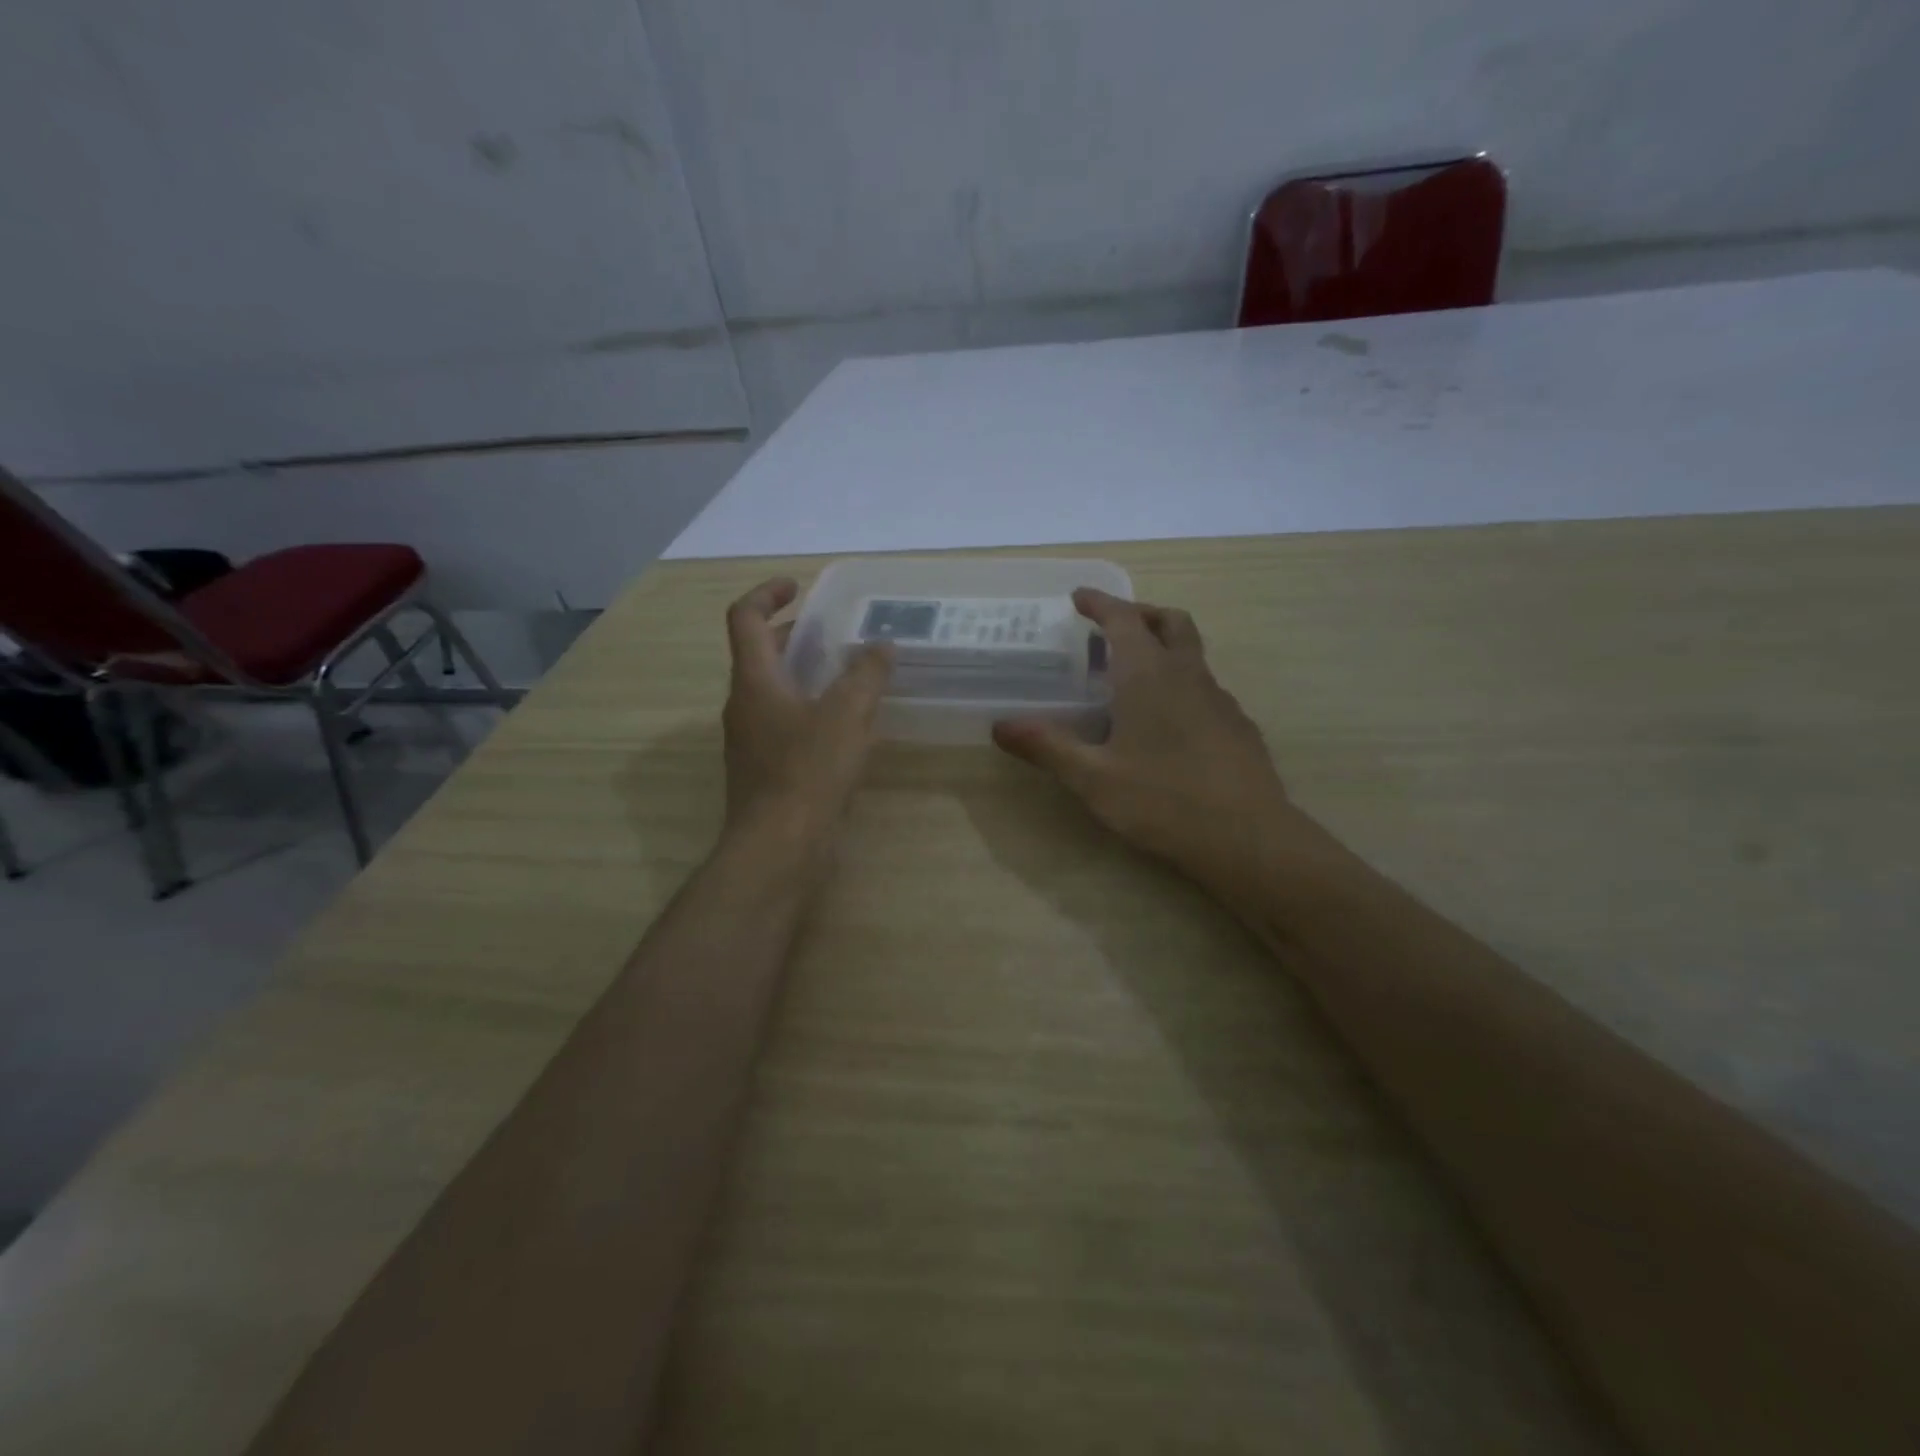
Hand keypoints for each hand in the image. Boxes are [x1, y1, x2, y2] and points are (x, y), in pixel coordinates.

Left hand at [721, 578, 892, 848]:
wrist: (779, 848)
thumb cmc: (808, 772)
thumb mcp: (847, 715)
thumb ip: (866, 675)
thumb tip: (881, 646)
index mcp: (754, 681)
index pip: (743, 618)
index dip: (766, 594)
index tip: (797, 586)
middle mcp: (743, 705)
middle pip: (757, 654)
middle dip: (790, 634)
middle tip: (830, 631)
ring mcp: (750, 741)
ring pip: (771, 691)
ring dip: (801, 674)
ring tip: (845, 675)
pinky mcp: (764, 770)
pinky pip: (783, 724)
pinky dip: (808, 709)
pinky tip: (843, 727)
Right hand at [992, 589, 1299, 889]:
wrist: (1248, 838)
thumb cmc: (1163, 801)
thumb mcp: (1093, 778)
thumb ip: (1047, 747)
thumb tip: (1000, 725)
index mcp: (1148, 676)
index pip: (1123, 620)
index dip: (1100, 603)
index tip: (1079, 596)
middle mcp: (1188, 675)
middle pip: (1170, 622)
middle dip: (1140, 614)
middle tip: (1112, 628)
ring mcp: (1220, 700)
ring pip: (1192, 654)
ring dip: (1163, 648)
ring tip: (1133, 678)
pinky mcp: (1238, 727)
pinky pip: (1205, 688)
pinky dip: (1181, 684)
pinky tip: (1167, 724)